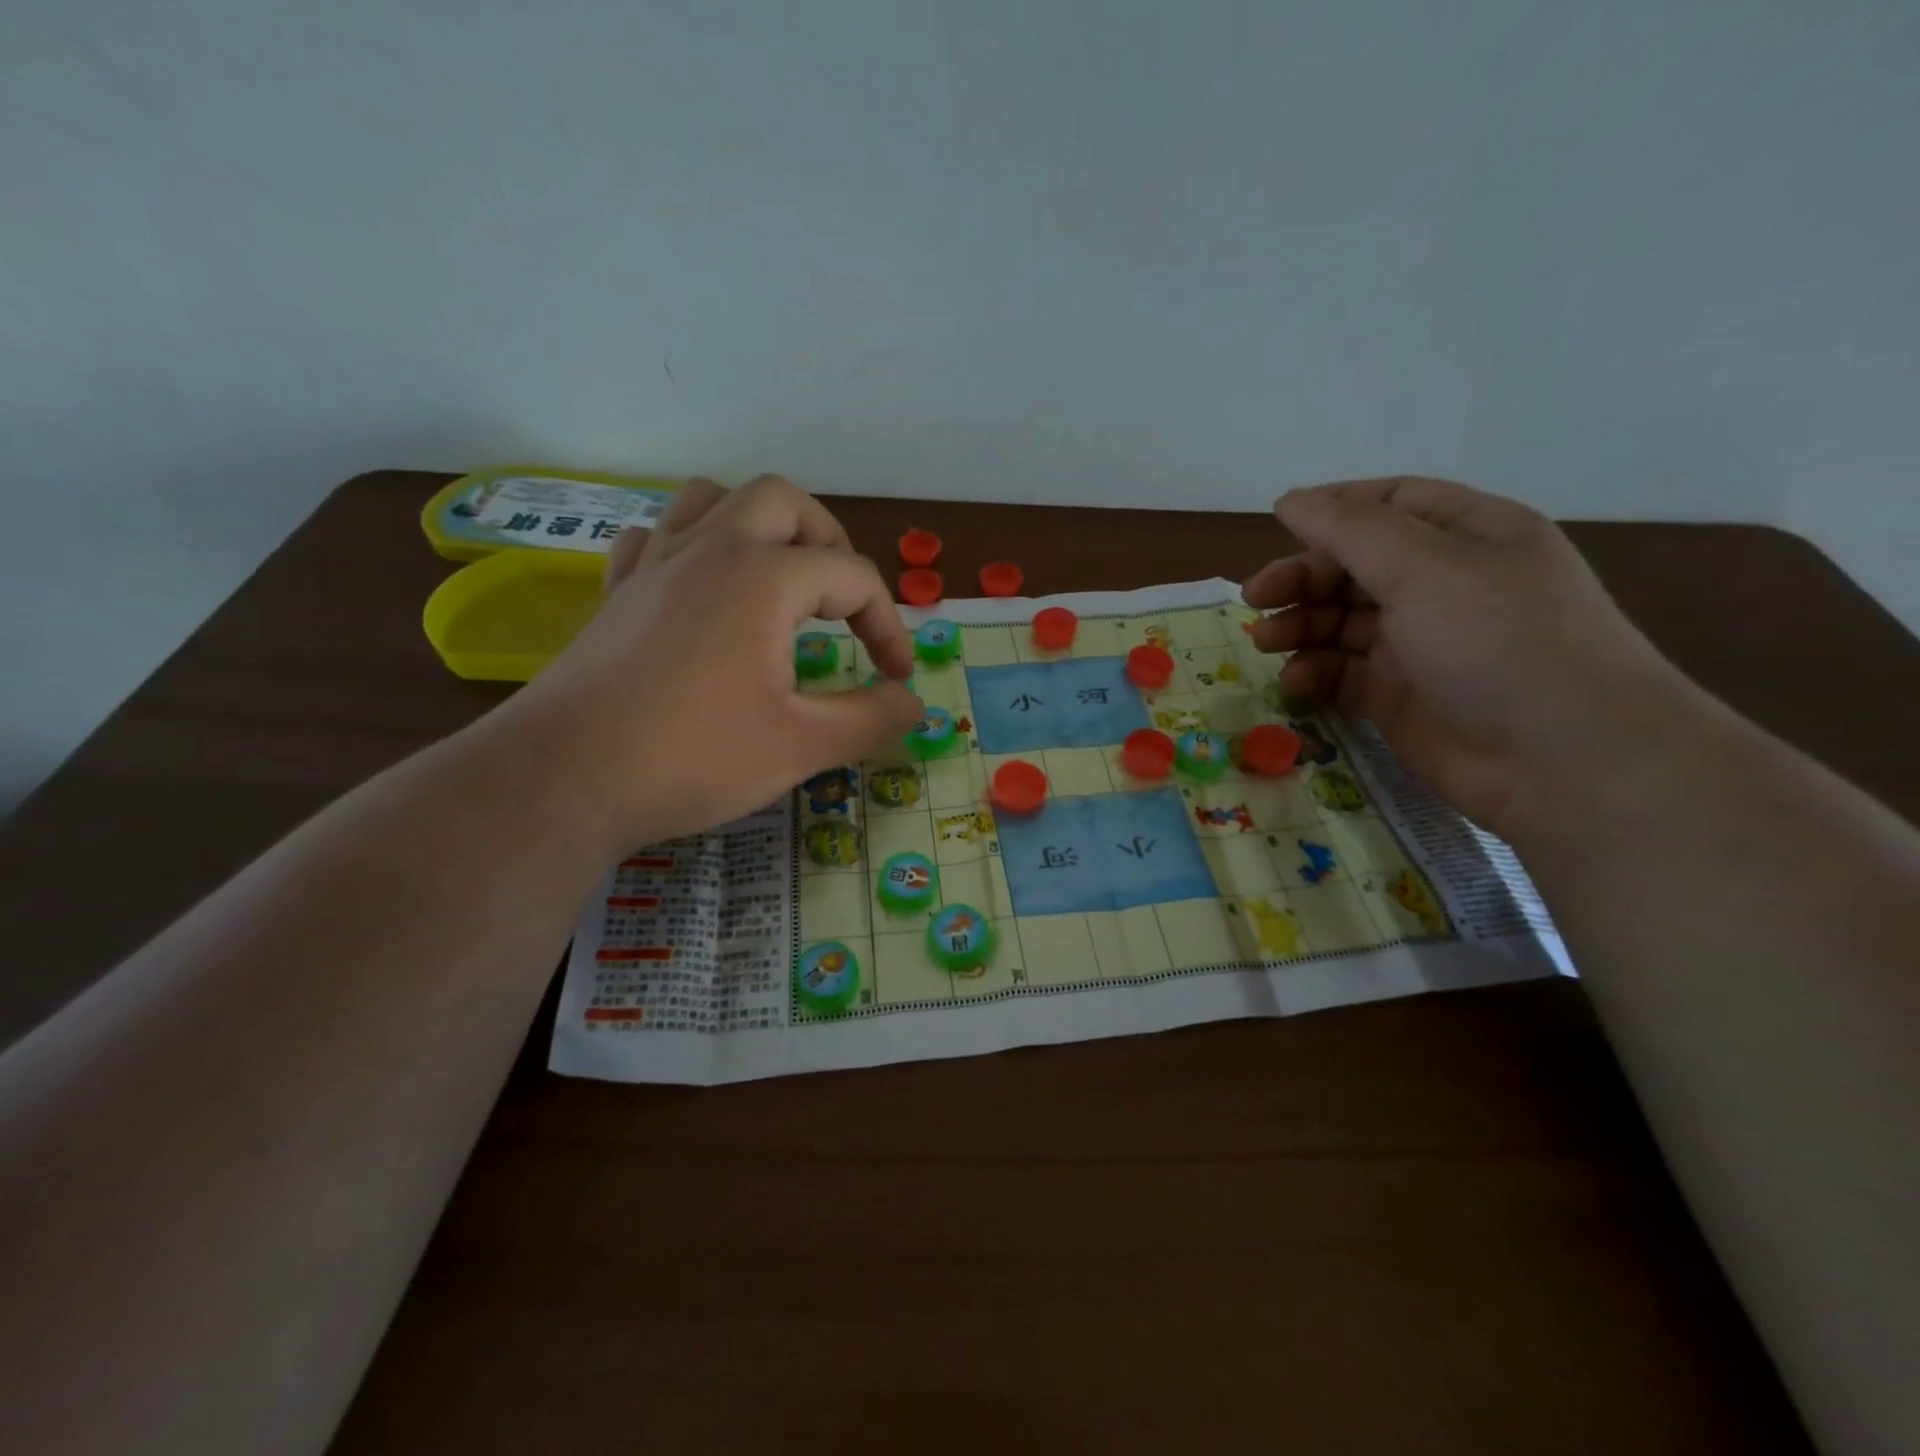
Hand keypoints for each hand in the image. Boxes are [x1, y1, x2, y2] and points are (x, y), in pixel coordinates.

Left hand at [497, 475, 922, 851]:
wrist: (565, 777)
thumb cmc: (695, 756)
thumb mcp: (803, 745)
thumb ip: (871, 718)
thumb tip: (915, 704)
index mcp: (765, 577)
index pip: (853, 578)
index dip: (888, 625)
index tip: (895, 677)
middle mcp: (712, 549)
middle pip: (783, 501)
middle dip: (828, 541)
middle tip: (843, 598)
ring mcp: (655, 564)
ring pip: (713, 499)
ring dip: (758, 526)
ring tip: (778, 577)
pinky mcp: (617, 591)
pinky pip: (659, 537)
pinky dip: (691, 547)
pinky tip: (699, 589)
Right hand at [1243, 477, 1703, 840]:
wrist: (1564, 762)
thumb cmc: (1500, 642)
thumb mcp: (1425, 568)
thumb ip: (1350, 530)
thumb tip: (1290, 499)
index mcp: (1468, 536)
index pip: (1390, 504)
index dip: (1333, 510)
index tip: (1277, 524)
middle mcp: (1444, 585)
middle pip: (1354, 566)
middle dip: (1303, 578)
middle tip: (1255, 599)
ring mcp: (1421, 644)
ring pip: (1341, 621)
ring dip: (1300, 626)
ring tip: (1266, 642)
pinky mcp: (1399, 696)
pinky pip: (1342, 673)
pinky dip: (1314, 673)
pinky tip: (1296, 683)